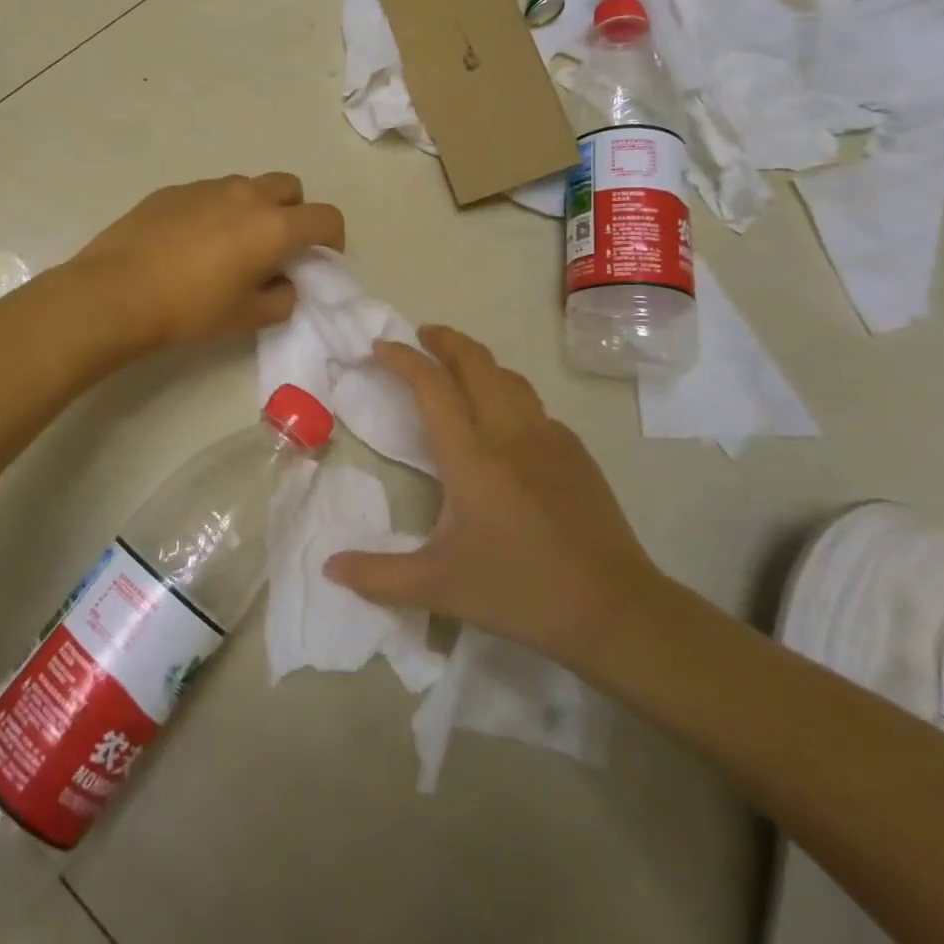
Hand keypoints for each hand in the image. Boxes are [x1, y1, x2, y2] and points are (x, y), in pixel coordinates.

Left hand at [67, 174, 344, 353]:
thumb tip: (285, 283)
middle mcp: (246, 195)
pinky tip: (192, 243)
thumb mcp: (246, 317)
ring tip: (231, 245)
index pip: (326, 217)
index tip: (320, 259)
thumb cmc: (189, 310)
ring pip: (248, 187)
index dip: (333, 239)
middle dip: (295, 213)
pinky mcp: (174, 190)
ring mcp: (207, 187)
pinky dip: (217, 211)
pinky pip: (211, 193)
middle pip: (291, 187)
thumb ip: (282, 298)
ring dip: (255, 209)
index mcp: (273, 226)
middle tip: (278, 247)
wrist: (115, 294)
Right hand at [324, 326, 665, 680]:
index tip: (379, 347)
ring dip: (479, 362)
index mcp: (471, 454)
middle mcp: (509, 432)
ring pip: (510, 377)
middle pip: (475, 361)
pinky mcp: (576, 453)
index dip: (402, 359)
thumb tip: (330, 568)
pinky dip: (510, 395)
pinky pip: (536, 407)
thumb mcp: (440, 587)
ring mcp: (549, 438)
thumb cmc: (519, 590)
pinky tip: (507, 422)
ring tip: (459, 369)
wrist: (614, 608)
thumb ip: (380, 577)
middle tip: (421, 335)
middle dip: (444, 339)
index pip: (431, 385)